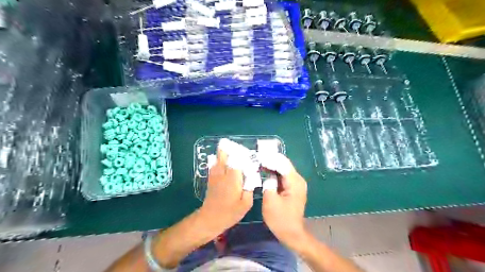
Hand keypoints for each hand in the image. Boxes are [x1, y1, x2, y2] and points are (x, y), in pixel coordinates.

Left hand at [200, 146, 254, 232]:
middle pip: (223, 155)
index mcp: (233, 179)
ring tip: (232, 153)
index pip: (237, 160)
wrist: (210, 219)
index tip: (248, 155)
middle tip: (238, 149)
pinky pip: (214, 165)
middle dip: (230, 149)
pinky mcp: (211, 178)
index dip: (242, 155)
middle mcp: (223, 174)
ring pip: (218, 158)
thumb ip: (250, 188)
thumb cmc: (230, 213)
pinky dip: (219, 161)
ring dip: (224, 153)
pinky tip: (224, 163)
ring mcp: (215, 175)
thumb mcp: (246, 204)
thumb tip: (252, 177)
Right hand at [262, 155, 305, 249]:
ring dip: (271, 166)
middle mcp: (297, 179)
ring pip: (282, 169)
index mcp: (294, 181)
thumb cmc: (280, 219)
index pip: (282, 163)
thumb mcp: (270, 200)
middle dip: (270, 160)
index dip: (269, 158)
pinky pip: (282, 176)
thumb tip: (267, 174)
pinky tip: (264, 171)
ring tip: (258, 162)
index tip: (257, 156)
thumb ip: (268, 183)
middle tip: (256, 158)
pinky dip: (274, 173)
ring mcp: (296, 183)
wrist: (291, 233)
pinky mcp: (292, 188)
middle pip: (283, 164)